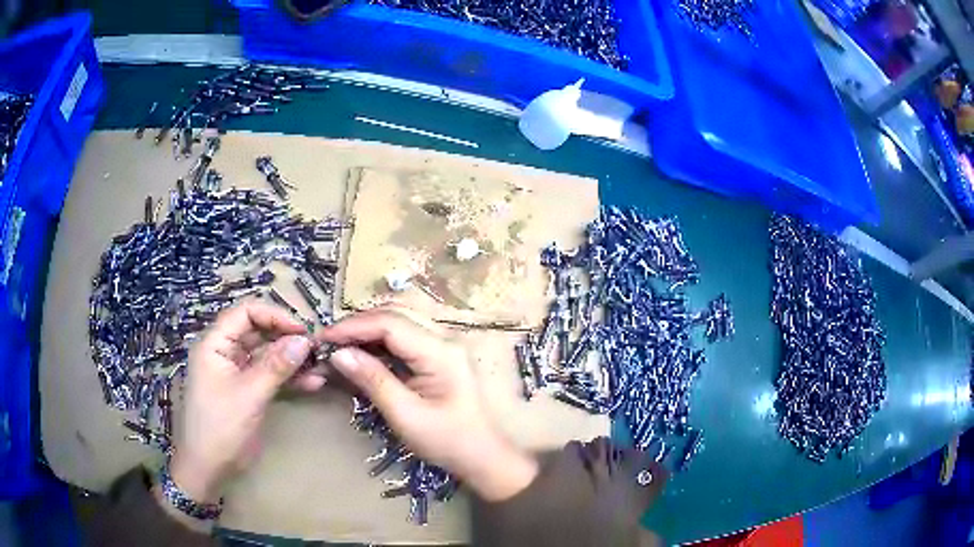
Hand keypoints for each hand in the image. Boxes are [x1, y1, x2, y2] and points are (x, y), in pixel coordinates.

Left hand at [168, 299, 320, 504]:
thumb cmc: (220, 427)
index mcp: (215, 344)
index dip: (273, 316)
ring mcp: (237, 373)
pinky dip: (289, 379)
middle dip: (286, 338)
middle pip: (258, 333)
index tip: (301, 331)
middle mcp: (225, 353)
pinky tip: (312, 383)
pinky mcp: (247, 392)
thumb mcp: (248, 395)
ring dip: (292, 360)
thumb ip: (275, 366)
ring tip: (320, 368)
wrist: (209, 468)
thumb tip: (305, 341)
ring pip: (266, 356)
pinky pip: (269, 377)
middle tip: (315, 350)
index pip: (244, 313)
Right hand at [317, 306, 538, 501]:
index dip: (352, 327)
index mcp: (440, 352)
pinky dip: (381, 341)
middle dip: (358, 324)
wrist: (483, 457)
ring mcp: (445, 345)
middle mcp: (445, 339)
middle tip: (328, 342)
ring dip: (368, 329)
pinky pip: (406, 336)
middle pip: (395, 315)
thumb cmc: (448, 442)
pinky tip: (363, 353)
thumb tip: (338, 354)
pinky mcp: (441, 356)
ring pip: (400, 321)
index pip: (389, 323)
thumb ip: (373, 380)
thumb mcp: (406, 415)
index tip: (323, 338)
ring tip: (341, 345)